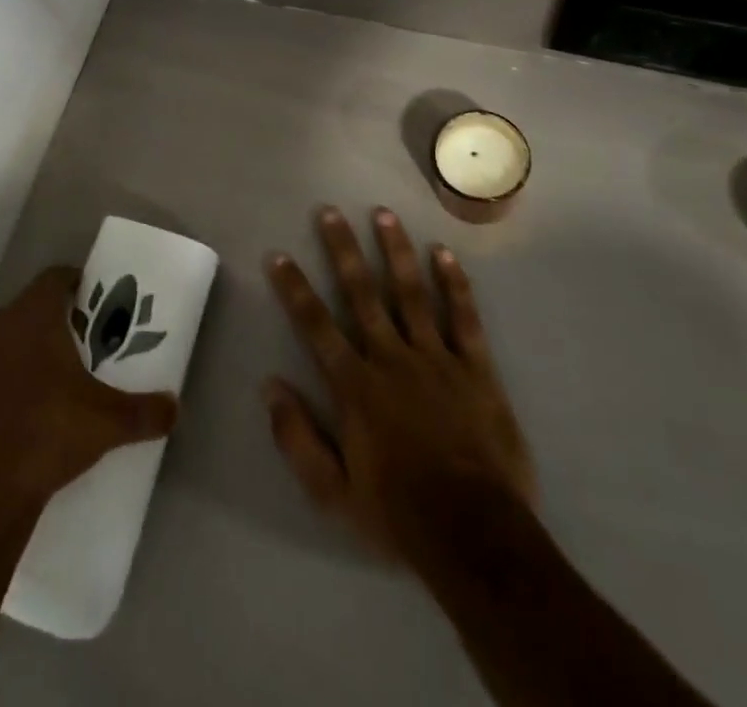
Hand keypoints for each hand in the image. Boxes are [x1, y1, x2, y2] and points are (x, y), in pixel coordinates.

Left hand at [0, 266, 178, 516]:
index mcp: (30, 317)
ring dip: (7, 359)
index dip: (73, 285)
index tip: (88, 303)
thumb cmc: (44, 438)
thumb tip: (176, 408)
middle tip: (66, 355)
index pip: (54, 279)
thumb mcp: (106, 425)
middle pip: (21, 313)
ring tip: (30, 392)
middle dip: (42, 327)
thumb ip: (145, 411)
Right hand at [264, 207, 535, 564]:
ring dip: (395, 250)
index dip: (294, 288)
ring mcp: (436, 359)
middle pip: (361, 293)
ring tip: (383, 213)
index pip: (315, 325)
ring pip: (410, 293)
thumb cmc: (398, 512)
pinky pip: (464, 318)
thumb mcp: (332, 491)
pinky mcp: (476, 369)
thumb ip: (296, 436)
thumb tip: (269, 386)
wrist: (476, 535)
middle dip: (343, 249)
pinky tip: (444, 253)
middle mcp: (391, 358)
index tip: (278, 255)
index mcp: (355, 385)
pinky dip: (454, 284)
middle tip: (330, 211)